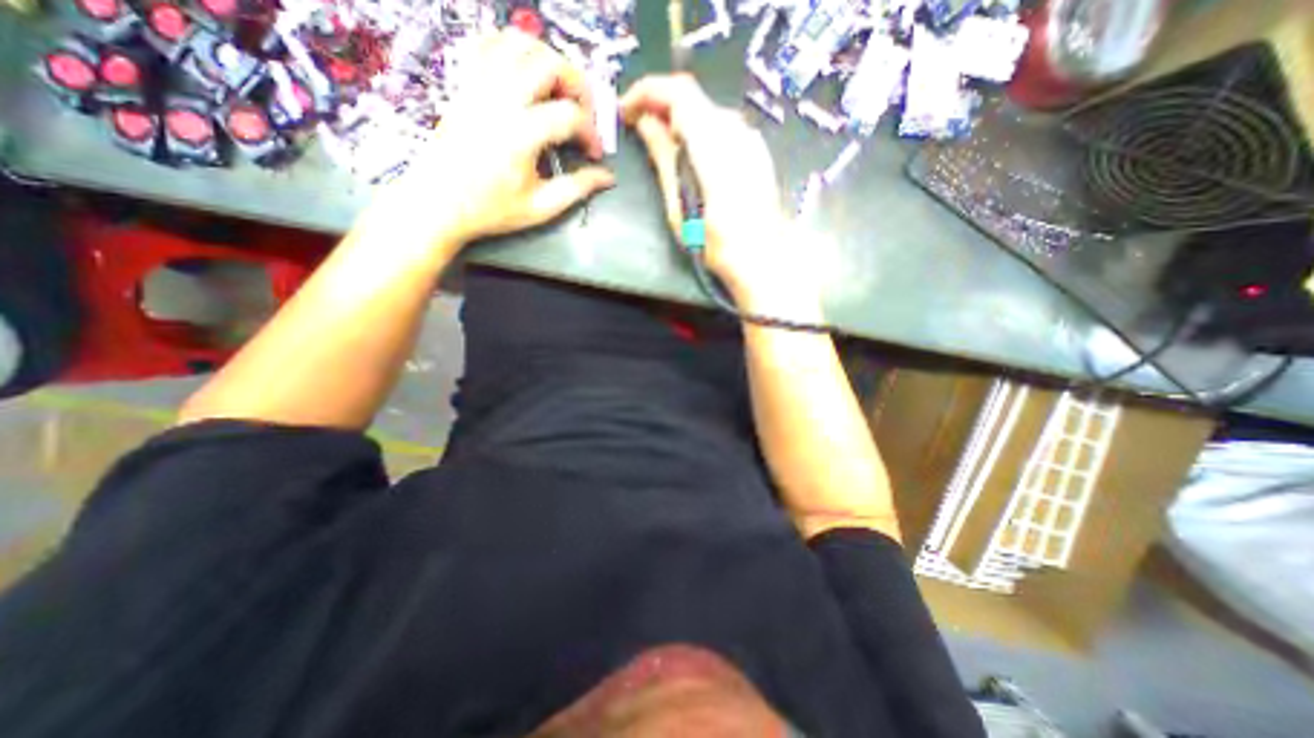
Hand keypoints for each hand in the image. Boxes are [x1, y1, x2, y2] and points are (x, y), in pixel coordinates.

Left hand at [369, 32, 616, 246]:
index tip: (594, 154)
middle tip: (584, 112)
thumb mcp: (540, 208)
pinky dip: (513, 49)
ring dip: (549, 61)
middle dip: (577, 85)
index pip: (569, 115)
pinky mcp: (465, 83)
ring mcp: (479, 86)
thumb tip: (607, 178)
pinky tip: (526, 74)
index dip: (591, 133)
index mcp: (520, 134)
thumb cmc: (491, 210)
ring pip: (519, 43)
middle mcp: (500, 99)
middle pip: (548, 63)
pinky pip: (489, 44)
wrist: (438, 203)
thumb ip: (577, 189)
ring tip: (559, 91)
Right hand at [622, 74, 816, 311]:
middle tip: (639, 128)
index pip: (678, 92)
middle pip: (693, 98)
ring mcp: (750, 139)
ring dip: (680, 120)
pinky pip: (721, 129)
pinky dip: (700, 133)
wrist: (761, 258)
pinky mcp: (756, 151)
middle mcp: (736, 130)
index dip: (647, 92)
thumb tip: (645, 122)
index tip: (626, 110)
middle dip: (661, 106)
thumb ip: (663, 157)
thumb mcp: (679, 203)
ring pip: (707, 112)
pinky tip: (691, 158)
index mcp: (714, 143)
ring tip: (661, 146)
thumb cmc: (715, 242)